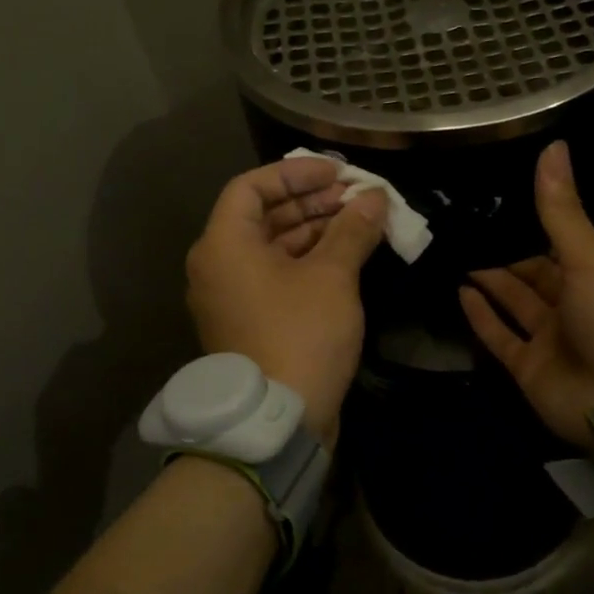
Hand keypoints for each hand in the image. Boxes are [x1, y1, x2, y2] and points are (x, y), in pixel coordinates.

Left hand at [185, 156, 387, 448]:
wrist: (279, 420)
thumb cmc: (300, 334)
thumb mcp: (332, 276)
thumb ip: (352, 229)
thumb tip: (374, 198)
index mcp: (223, 245)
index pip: (251, 187)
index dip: (295, 173)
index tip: (337, 173)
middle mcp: (218, 266)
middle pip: (263, 215)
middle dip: (312, 202)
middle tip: (357, 196)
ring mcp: (232, 296)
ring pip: (273, 247)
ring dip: (315, 230)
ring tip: (361, 221)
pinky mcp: (250, 321)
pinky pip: (276, 275)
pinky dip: (308, 260)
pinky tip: (347, 254)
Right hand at [459, 141, 593, 449]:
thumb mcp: (590, 258)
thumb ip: (561, 211)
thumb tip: (553, 146)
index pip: (563, 246)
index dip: (534, 228)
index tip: (499, 205)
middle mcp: (576, 305)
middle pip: (535, 275)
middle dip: (505, 255)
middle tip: (466, 228)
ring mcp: (551, 339)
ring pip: (515, 304)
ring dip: (490, 282)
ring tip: (456, 253)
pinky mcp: (529, 368)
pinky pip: (500, 336)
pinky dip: (482, 317)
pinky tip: (460, 292)